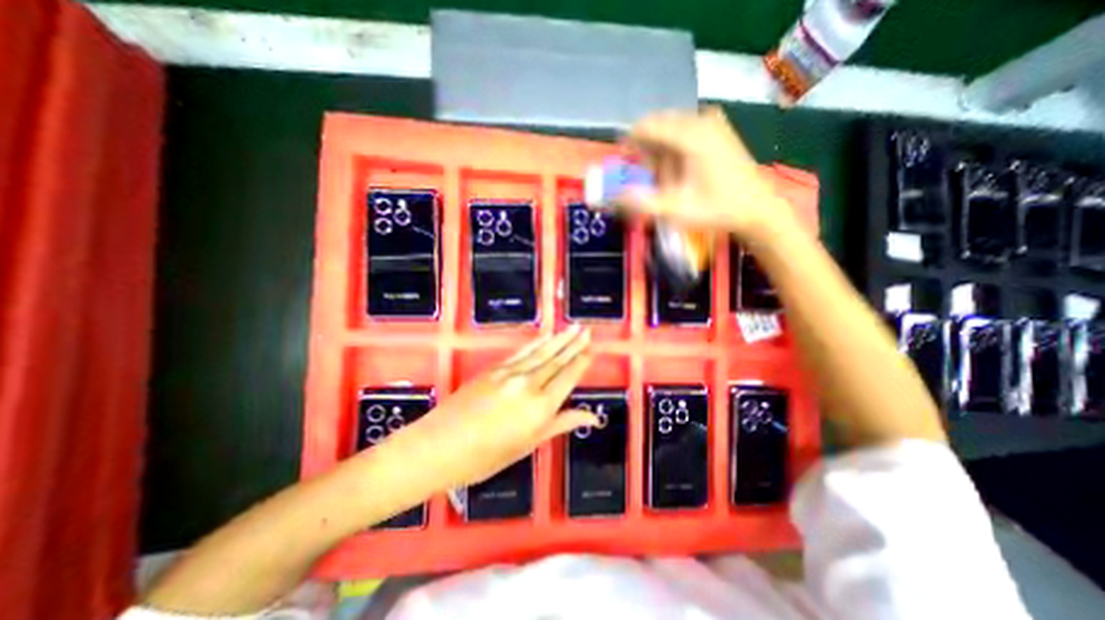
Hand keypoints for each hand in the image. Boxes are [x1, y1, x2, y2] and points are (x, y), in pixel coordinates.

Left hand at [383, 324, 602, 492]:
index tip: (592, 349)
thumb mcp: (528, 445)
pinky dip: (536, 344)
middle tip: (586, 330)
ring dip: (558, 339)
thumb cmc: (485, 457)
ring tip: (572, 328)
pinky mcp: (494, 369)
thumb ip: (560, 424)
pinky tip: (545, 337)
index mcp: (540, 407)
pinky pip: (521, 353)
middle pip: (557, 360)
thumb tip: (591, 417)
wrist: (438, 446)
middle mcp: (529, 384)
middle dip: (574, 344)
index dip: (581, 362)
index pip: (568, 378)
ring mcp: (510, 373)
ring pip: (541, 353)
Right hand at [621, 107, 793, 241]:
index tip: (622, 162)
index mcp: (691, 136)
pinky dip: (673, 147)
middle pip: (658, 125)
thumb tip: (614, 197)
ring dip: (659, 149)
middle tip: (644, 177)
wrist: (756, 208)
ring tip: (663, 177)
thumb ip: (643, 203)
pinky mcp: (718, 128)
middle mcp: (701, 120)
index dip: (629, 142)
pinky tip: (678, 168)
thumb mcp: (676, 211)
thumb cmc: (716, 210)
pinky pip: (684, 130)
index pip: (647, 126)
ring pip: (670, 128)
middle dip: (645, 149)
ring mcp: (712, 121)